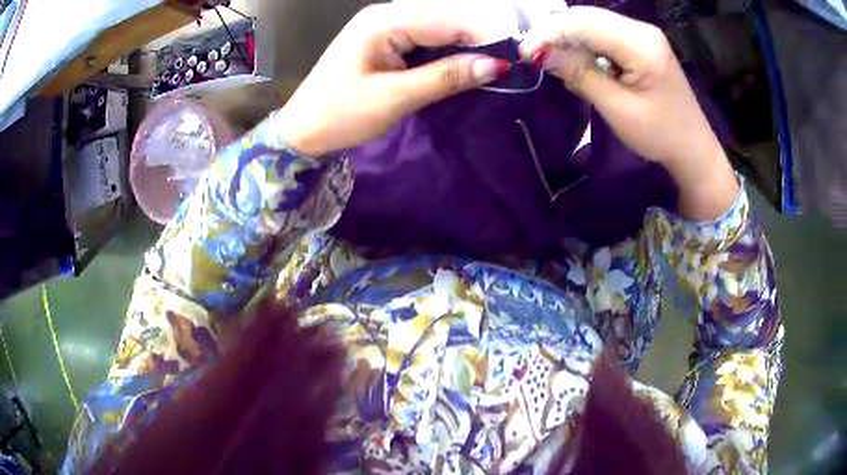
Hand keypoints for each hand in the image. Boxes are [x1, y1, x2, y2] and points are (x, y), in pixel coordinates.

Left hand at [276, 2, 509, 156]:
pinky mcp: (388, 41)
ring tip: (496, 66)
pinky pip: (428, 40)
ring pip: (440, 29)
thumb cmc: (340, 115)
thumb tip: (496, 66)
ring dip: (467, 46)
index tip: (519, 58)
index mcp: (385, 22)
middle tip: (512, 64)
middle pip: (447, 19)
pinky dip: (449, 53)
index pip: (449, 20)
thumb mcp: (395, 97)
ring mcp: (387, 26)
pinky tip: (466, 65)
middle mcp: (387, 15)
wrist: (303, 130)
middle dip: (480, 39)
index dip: (486, 37)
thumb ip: (446, 78)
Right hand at [520, 7, 738, 219]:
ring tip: (553, 60)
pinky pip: (603, 32)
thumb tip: (540, 53)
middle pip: (586, 16)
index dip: (549, 33)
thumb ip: (581, 76)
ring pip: (592, 22)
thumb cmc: (660, 136)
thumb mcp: (618, 110)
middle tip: (535, 57)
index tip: (526, 55)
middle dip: (555, 32)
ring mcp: (643, 33)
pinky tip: (578, 61)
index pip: (583, 23)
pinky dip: (584, 44)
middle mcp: (642, 29)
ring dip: (568, 38)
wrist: (693, 148)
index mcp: (641, 45)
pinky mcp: (641, 41)